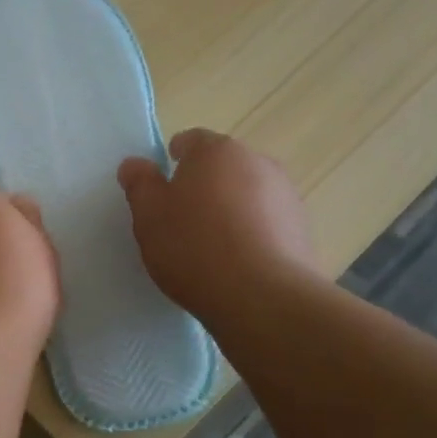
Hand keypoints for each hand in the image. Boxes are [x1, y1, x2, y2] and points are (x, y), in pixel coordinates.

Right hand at [118, 129, 317, 321]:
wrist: (261, 296)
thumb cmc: (194, 247)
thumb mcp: (149, 216)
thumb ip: (140, 185)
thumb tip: (135, 164)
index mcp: (216, 151)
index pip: (191, 141)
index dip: (173, 160)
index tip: (163, 188)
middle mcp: (257, 161)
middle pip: (222, 167)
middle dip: (204, 186)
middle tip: (182, 221)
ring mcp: (286, 194)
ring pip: (247, 194)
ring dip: (230, 210)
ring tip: (211, 248)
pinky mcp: (302, 227)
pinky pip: (267, 222)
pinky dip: (252, 234)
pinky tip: (237, 264)